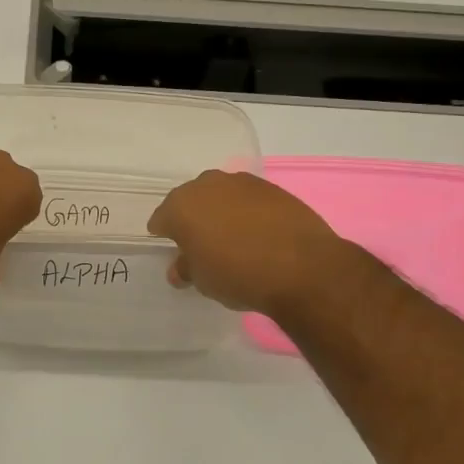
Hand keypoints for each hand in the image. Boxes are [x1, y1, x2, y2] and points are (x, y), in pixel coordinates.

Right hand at [147, 170, 352, 315]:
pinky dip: (247, 211)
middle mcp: (206, 185)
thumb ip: (187, 269)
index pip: (161, 219)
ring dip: (220, 211)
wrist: (302, 267)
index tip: (175, 251)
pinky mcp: (271, 187)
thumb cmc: (238, 275)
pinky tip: (257, 232)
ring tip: (232, 237)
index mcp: (180, 206)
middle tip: (202, 244)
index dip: (165, 235)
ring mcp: (241, 182)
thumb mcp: (203, 281)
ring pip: (220, 195)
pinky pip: (247, 198)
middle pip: (190, 201)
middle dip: (192, 219)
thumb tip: (180, 268)